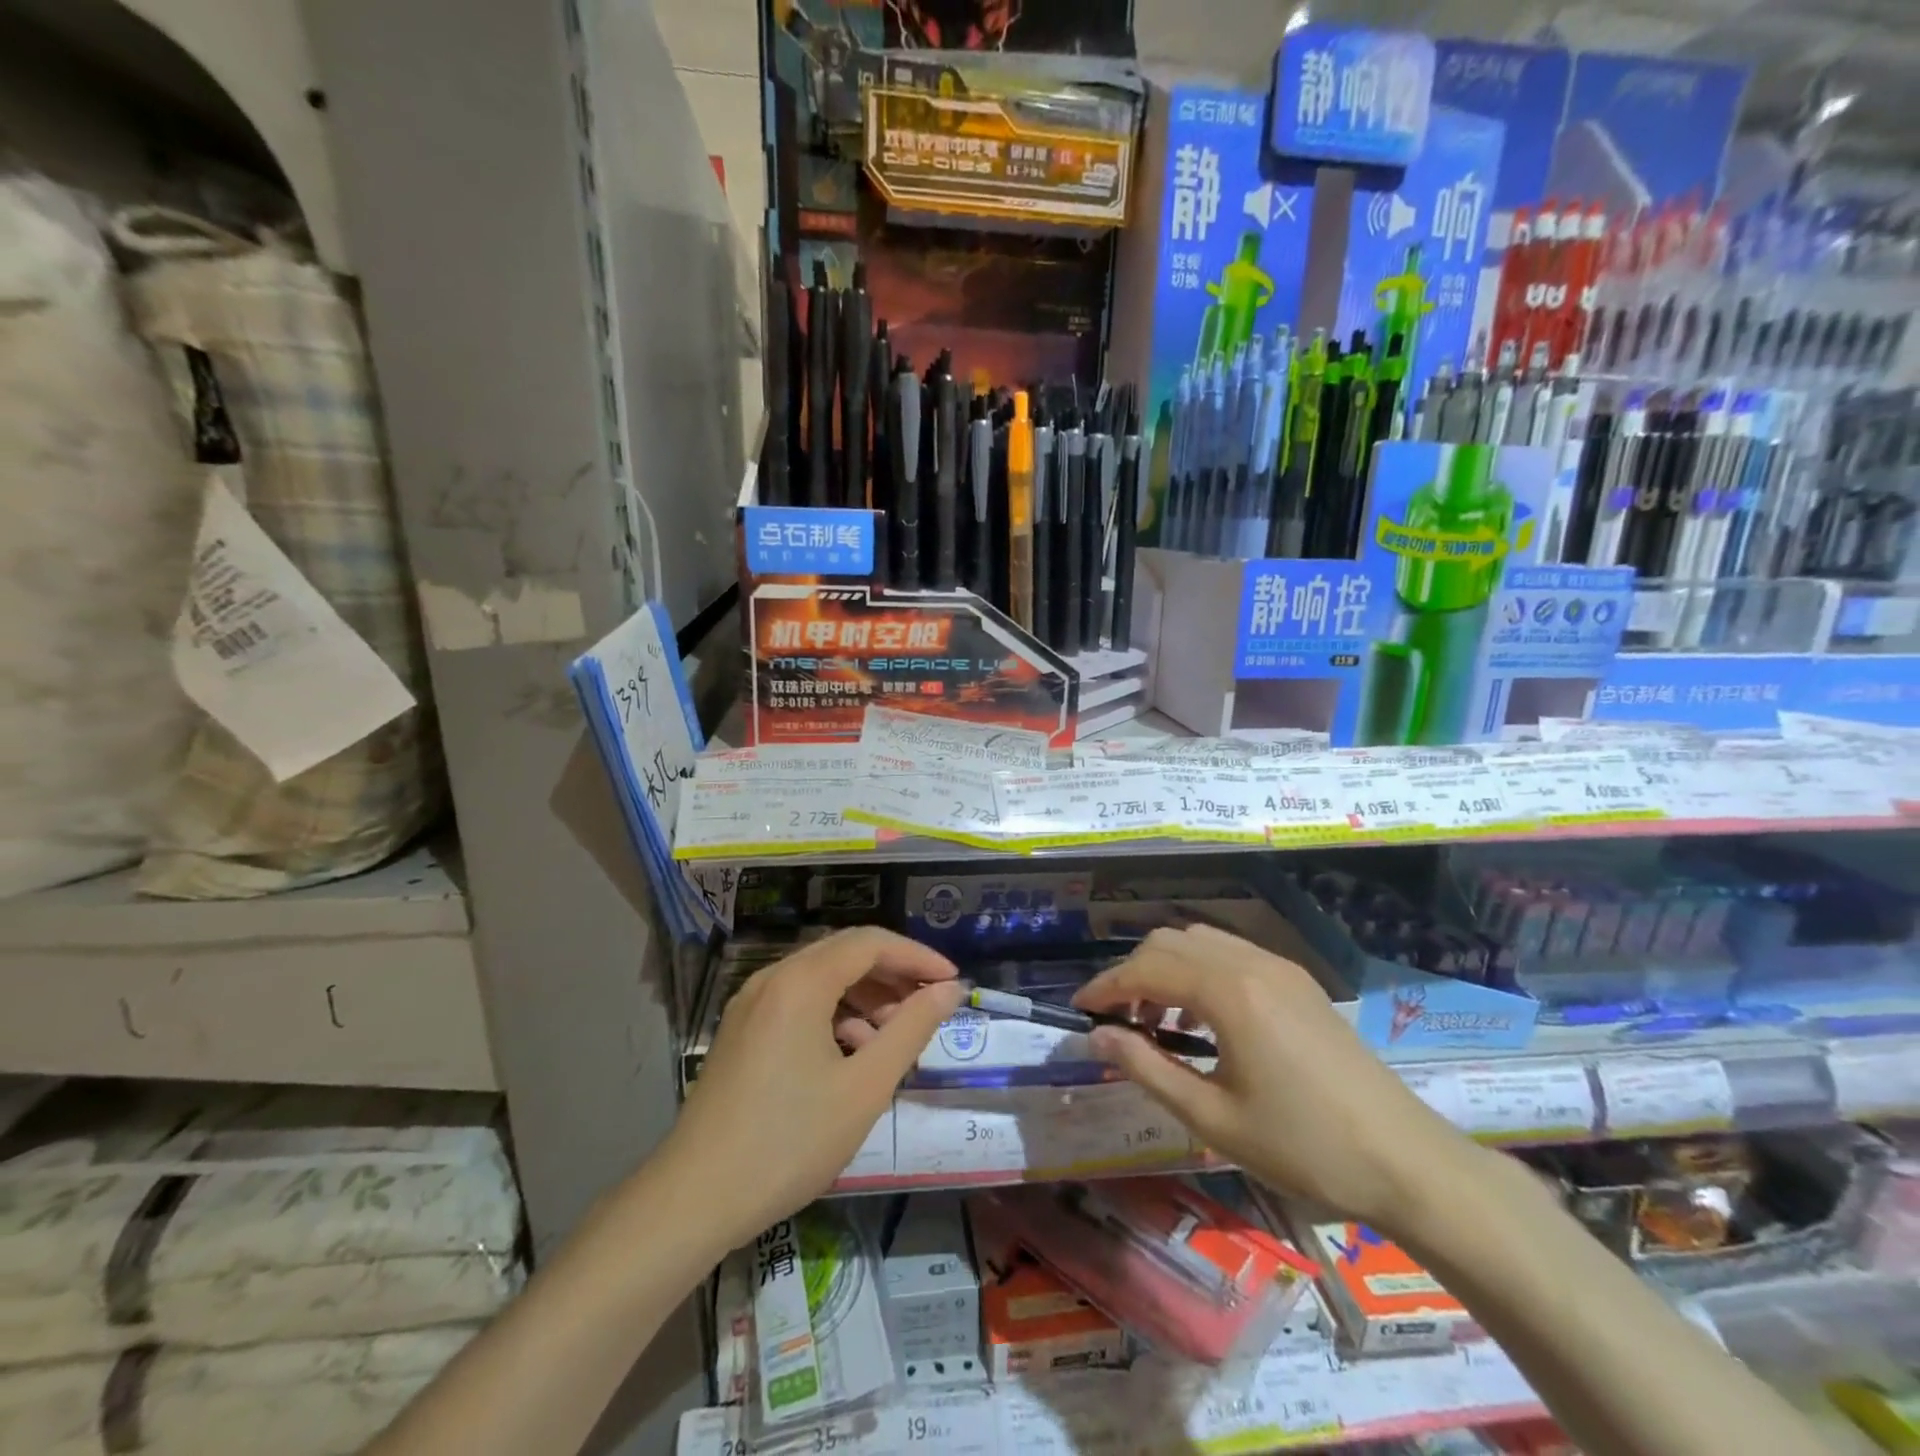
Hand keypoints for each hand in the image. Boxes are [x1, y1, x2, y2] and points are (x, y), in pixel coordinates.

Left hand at [657, 927, 962, 1250]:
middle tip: (929, 1005)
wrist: (694, 1200)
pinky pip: (799, 1001)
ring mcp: (751, 1004)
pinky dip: (834, 1014)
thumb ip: (912, 1029)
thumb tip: (949, 990)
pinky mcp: (742, 1030)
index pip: (871, 942)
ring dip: (865, 995)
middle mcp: (772, 978)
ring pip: (822, 977)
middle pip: (845, 953)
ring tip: (894, 1035)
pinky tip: (851, 1052)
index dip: (917, 957)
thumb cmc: (789, 1141)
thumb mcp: (865, 1087)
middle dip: (893, 974)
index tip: (952, 982)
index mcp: (800, 981)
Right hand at [1072, 924, 1477, 1232]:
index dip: (1105, 987)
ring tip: (1156, 1022)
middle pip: (1169, 943)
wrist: (1406, 1161)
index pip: (1146, 969)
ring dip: (1167, 969)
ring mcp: (1279, 967)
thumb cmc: (1304, 1146)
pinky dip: (1200, 972)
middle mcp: (1250, 962)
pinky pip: (1231, 954)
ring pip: (1200, 941)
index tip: (1078, 1011)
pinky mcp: (1297, 981)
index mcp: (1229, 992)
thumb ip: (1147, 1069)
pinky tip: (1202, 1019)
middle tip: (1115, 1021)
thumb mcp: (1214, 1118)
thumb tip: (1097, 1038)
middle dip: (1132, 974)